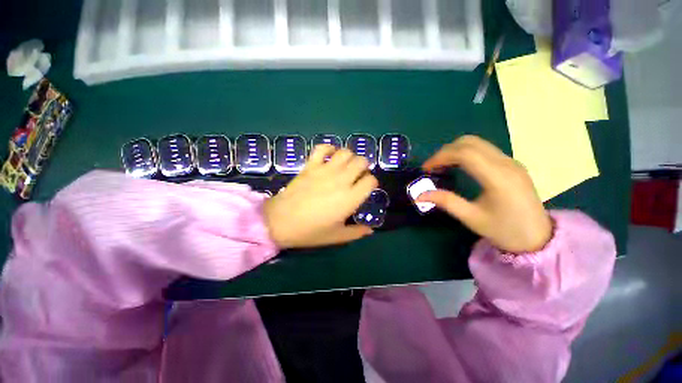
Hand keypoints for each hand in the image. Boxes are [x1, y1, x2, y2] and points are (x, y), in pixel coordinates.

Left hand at [263, 145, 377, 248]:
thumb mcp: (337, 236)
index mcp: (350, 198)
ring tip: (345, 166)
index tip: (366, 187)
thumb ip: (356, 232)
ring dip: (349, 157)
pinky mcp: (310, 165)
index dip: (372, 183)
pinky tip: (329, 156)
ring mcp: (325, 170)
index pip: (371, 180)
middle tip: (357, 175)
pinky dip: (329, 149)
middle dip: (363, 167)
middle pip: (361, 161)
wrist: (281, 221)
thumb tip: (370, 231)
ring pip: (345, 152)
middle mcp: (341, 180)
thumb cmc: (310, 231)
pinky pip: (322, 148)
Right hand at [418, 135, 551, 252]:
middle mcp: (507, 164)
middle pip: (470, 143)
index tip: (426, 169)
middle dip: (445, 151)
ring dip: (455, 150)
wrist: (538, 238)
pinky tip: (459, 166)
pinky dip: (466, 153)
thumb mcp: (471, 218)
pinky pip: (485, 150)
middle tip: (432, 167)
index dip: (441, 157)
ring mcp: (511, 162)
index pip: (465, 154)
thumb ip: (445, 202)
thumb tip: (418, 195)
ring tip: (442, 166)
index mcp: (498, 178)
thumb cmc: (504, 231)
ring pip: (477, 143)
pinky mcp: (512, 164)